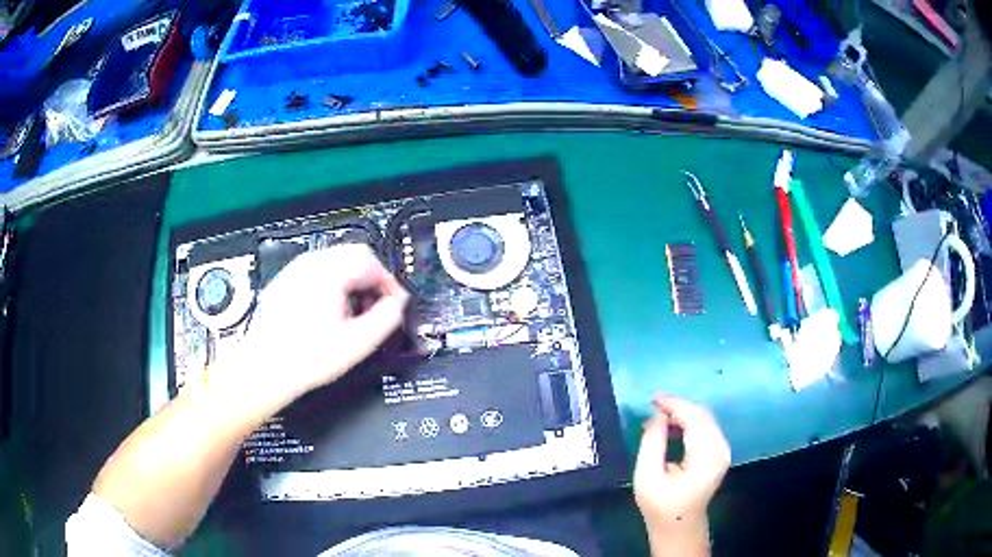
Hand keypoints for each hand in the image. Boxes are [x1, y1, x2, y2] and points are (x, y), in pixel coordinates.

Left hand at [211, 244, 408, 416]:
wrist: (265, 368)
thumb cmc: (305, 357)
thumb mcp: (356, 343)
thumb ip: (386, 318)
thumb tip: (398, 304)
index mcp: (328, 272)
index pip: (370, 261)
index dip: (389, 282)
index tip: (395, 303)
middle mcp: (310, 264)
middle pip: (354, 255)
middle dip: (372, 279)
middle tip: (378, 306)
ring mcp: (295, 271)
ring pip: (336, 262)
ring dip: (353, 281)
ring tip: (354, 312)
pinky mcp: (286, 282)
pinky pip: (319, 272)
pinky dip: (334, 285)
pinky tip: (331, 312)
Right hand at [634, 395, 729, 546]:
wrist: (679, 527)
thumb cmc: (660, 506)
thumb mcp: (647, 476)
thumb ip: (652, 443)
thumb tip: (657, 416)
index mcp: (706, 457)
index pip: (695, 418)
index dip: (674, 404)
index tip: (653, 399)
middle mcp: (720, 449)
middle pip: (703, 415)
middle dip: (678, 407)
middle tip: (653, 408)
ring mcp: (723, 451)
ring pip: (705, 419)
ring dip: (683, 414)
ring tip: (659, 418)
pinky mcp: (719, 453)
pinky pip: (706, 428)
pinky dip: (689, 422)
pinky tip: (672, 428)